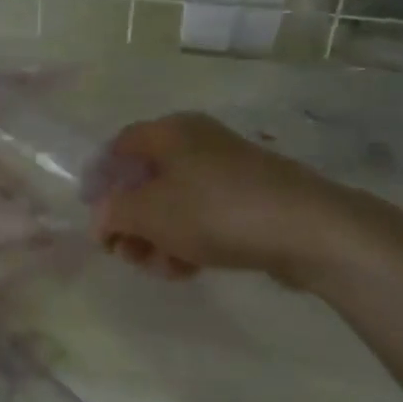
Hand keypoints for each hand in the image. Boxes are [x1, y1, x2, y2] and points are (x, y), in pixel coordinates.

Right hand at [90, 113, 367, 287]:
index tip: (93, 216)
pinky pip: (205, 215)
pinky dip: (188, 239)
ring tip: (161, 269)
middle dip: (130, 220)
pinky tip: (188, 269)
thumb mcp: (149, 213)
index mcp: (169, 132)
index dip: (99, 179)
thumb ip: (113, 213)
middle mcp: (196, 142)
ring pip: (174, 202)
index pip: (118, 147)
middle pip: (146, 179)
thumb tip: (101, 218)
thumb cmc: (215, 211)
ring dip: (157, 237)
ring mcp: (227, 170)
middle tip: (125, 253)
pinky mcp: (251, 197)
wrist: (309, 229)